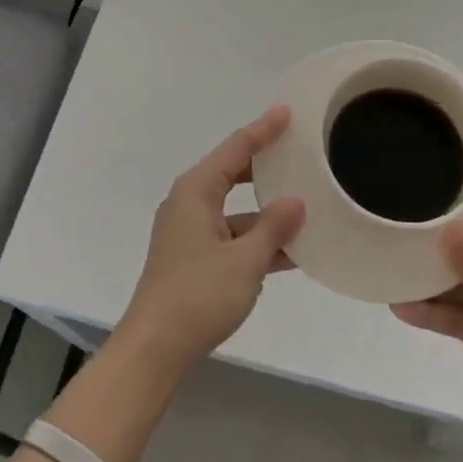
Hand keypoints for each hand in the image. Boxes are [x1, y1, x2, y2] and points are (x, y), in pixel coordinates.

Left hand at [117, 106, 305, 373]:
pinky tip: (292, 250)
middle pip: (233, 173)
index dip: (263, 129)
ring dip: (266, 211)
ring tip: (307, 204)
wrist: (155, 348)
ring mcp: (190, 232)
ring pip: (236, 209)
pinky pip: (232, 236)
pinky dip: (257, 239)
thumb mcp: (245, 260)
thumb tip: (296, 201)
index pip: (236, 148)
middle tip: (299, 152)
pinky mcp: (194, 259)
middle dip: (266, 165)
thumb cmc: (198, 295)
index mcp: (196, 191)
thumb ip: (274, 227)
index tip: (287, 112)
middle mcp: (190, 203)